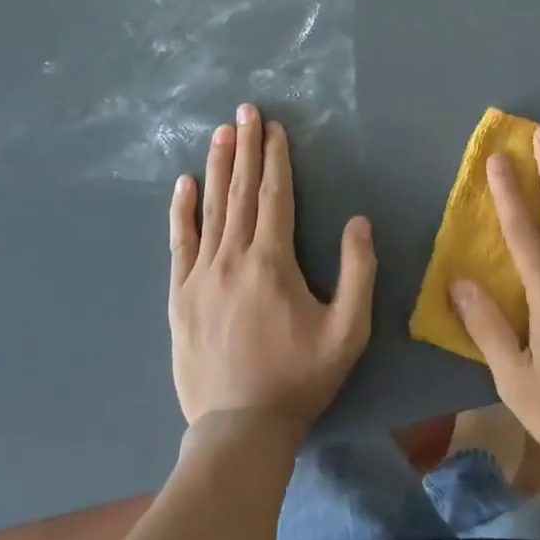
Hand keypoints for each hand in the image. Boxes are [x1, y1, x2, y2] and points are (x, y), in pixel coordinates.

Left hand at [169, 103, 376, 434]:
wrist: (239, 428)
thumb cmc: (299, 378)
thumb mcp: (348, 331)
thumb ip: (358, 273)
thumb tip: (359, 222)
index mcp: (273, 261)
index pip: (274, 195)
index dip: (275, 158)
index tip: (274, 127)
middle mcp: (233, 257)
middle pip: (241, 191)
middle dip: (246, 147)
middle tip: (244, 111)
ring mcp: (201, 274)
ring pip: (211, 208)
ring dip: (217, 167)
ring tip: (220, 133)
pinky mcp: (180, 294)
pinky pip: (180, 242)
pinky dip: (182, 211)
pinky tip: (184, 184)